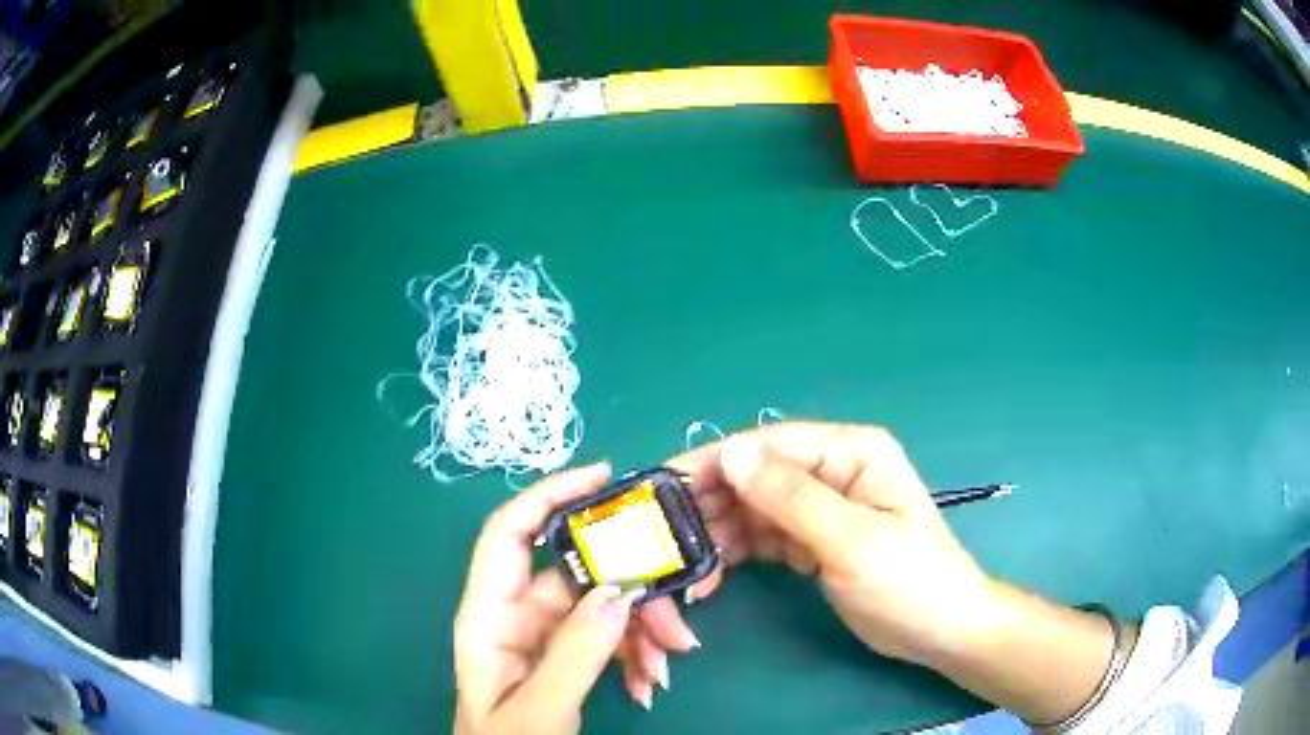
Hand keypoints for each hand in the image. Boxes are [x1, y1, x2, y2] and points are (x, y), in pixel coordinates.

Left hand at [453, 464, 699, 734]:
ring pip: (598, 607)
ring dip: (640, 629)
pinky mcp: (563, 659)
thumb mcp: (540, 708)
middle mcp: (512, 617)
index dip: (548, 495)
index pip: (509, 534)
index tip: (604, 476)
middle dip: (628, 589)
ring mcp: (540, 638)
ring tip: (667, 665)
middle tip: (676, 621)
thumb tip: (620, 590)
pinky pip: (604, 638)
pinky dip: (633, 653)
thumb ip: (576, 653)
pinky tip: (650, 682)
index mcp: (487, 617)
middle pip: (573, 575)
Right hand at [667, 422, 1121, 724]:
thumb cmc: (910, 582)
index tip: (664, 489)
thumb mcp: (852, 541)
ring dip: (716, 534)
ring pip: (752, 509)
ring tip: (684, 569)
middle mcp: (832, 470)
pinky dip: (735, 554)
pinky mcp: (813, 540)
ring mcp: (821, 507)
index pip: (769, 444)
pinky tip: (710, 578)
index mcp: (850, 452)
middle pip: (755, 475)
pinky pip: (763, 538)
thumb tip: (731, 455)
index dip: (716, 463)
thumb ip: (792, 498)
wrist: (941, 631)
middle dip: (709, 504)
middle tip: (664, 539)